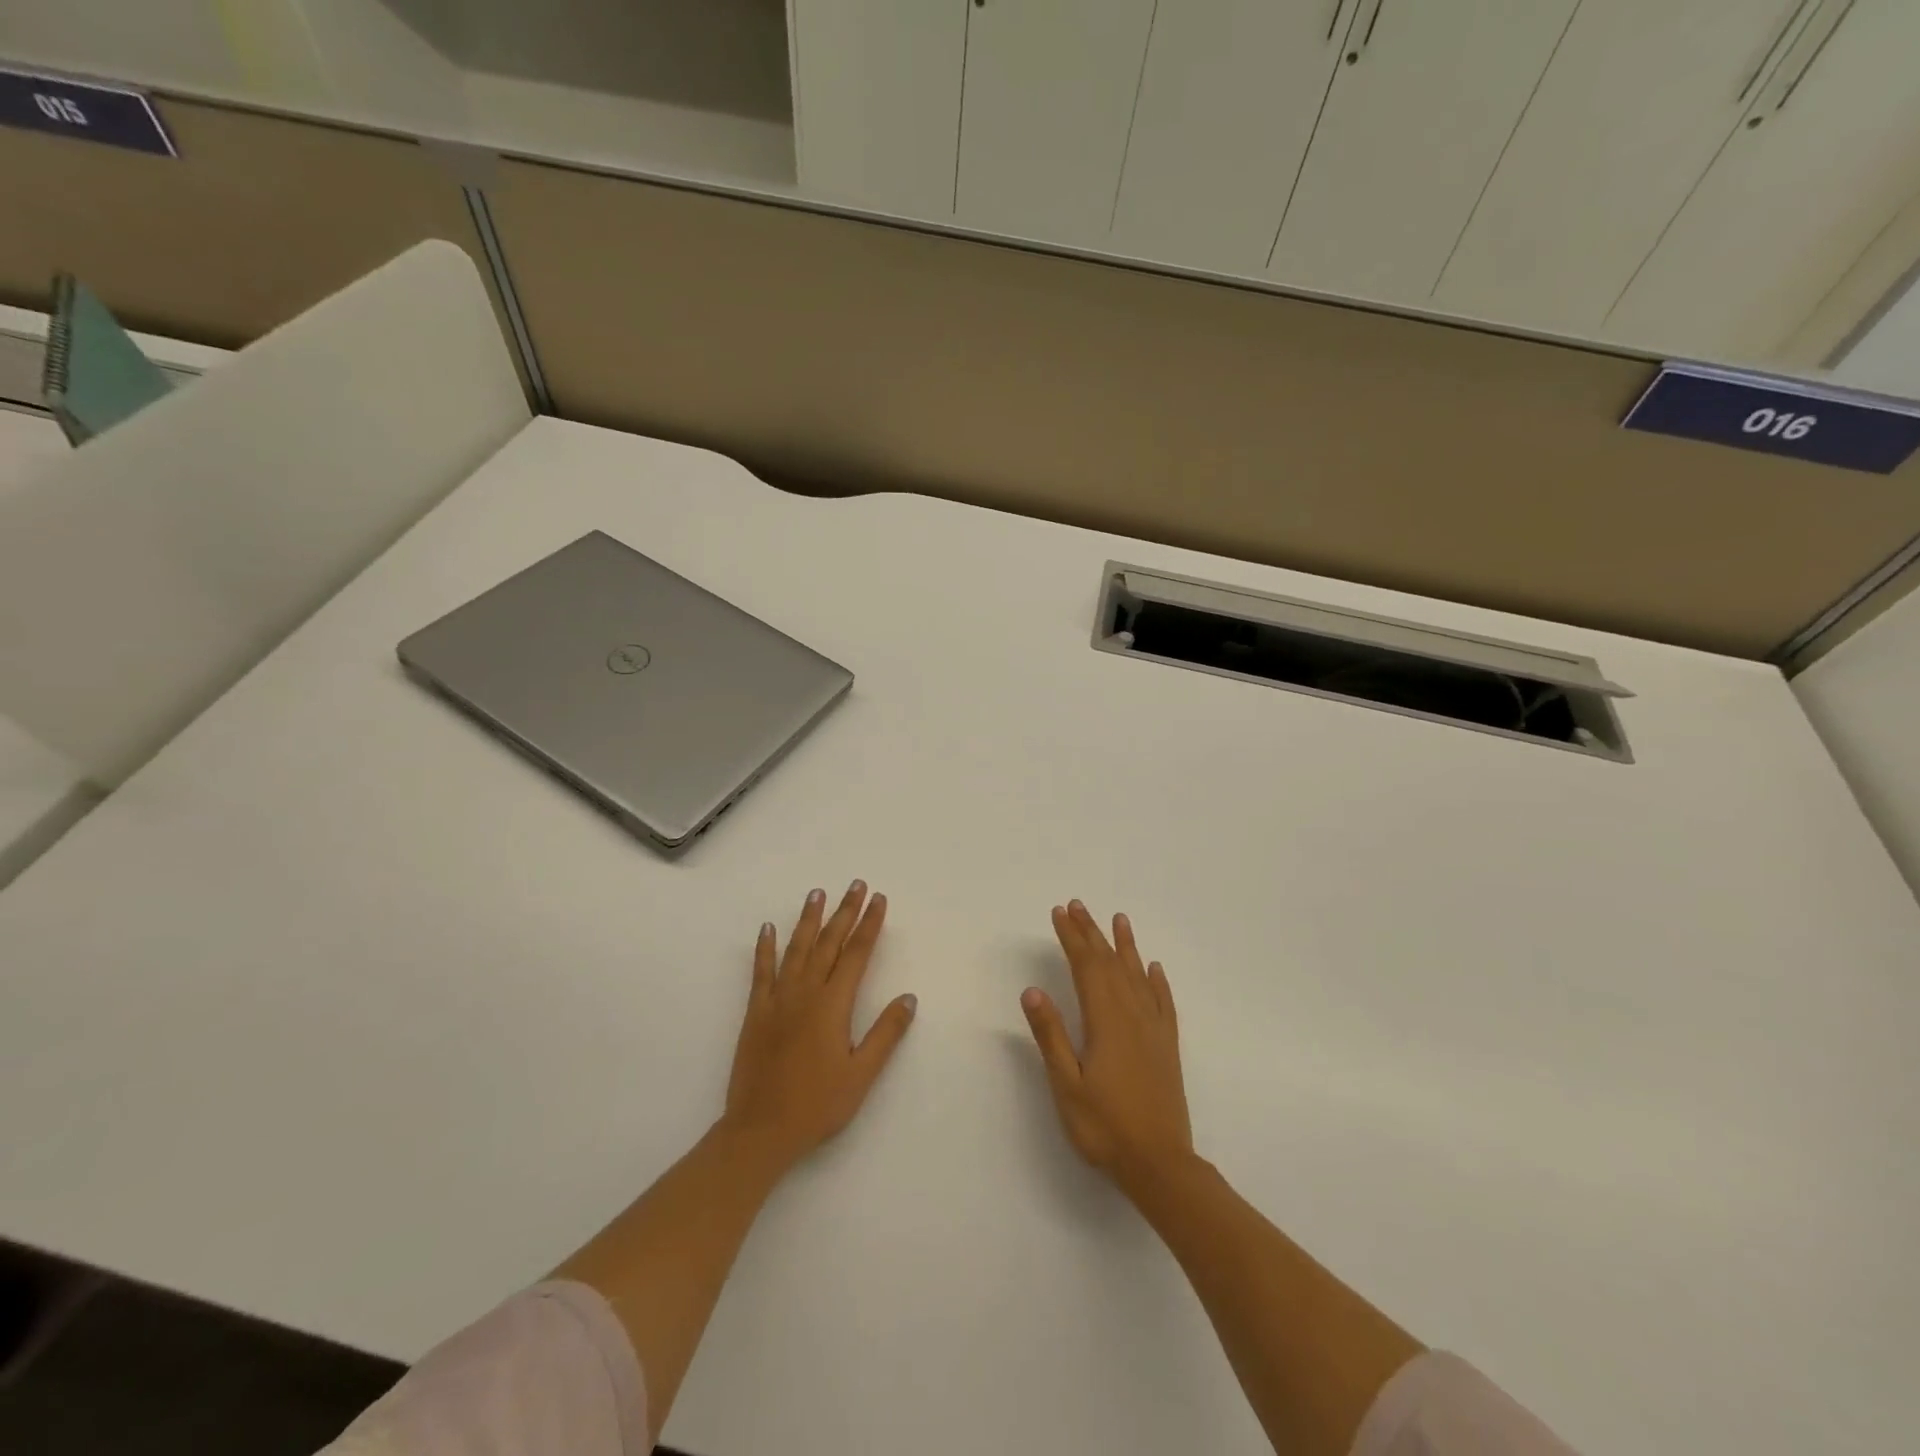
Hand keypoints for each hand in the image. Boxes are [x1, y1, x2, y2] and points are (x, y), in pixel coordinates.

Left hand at [724, 881, 917, 1170]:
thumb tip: (908, 998)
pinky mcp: (755, 1012)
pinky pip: (761, 971)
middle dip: (845, 912)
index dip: (869, 924)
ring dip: (808, 919)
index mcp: (833, 1005)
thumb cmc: (817, 1105)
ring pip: (796, 949)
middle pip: (828, 943)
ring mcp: (777, 1000)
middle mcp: (805, 993)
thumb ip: (885, 1034)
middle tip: (856, 884)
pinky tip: (767, 929)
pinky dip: (765, 948)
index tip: (878, 899)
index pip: (856, 954)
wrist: (760, 1131)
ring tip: (818, 893)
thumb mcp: (861, 1075)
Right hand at [1022, 900, 1192, 1189]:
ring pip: (1137, 975)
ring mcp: (1153, 1030)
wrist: (1160, 1164)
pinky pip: (1163, 1002)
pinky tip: (1154, 968)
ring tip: (1118, 919)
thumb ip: (1051, 1036)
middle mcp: (1132, 1015)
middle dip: (1091, 933)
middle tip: (1077, 905)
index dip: (1071, 938)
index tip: (1058, 913)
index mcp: (1105, 1021)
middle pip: (1110, 963)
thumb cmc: (1105, 1127)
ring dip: (1125, 946)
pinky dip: (1157, 981)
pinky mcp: (1167, 1046)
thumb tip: (1032, 990)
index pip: (1086, 967)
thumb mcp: (1067, 1085)